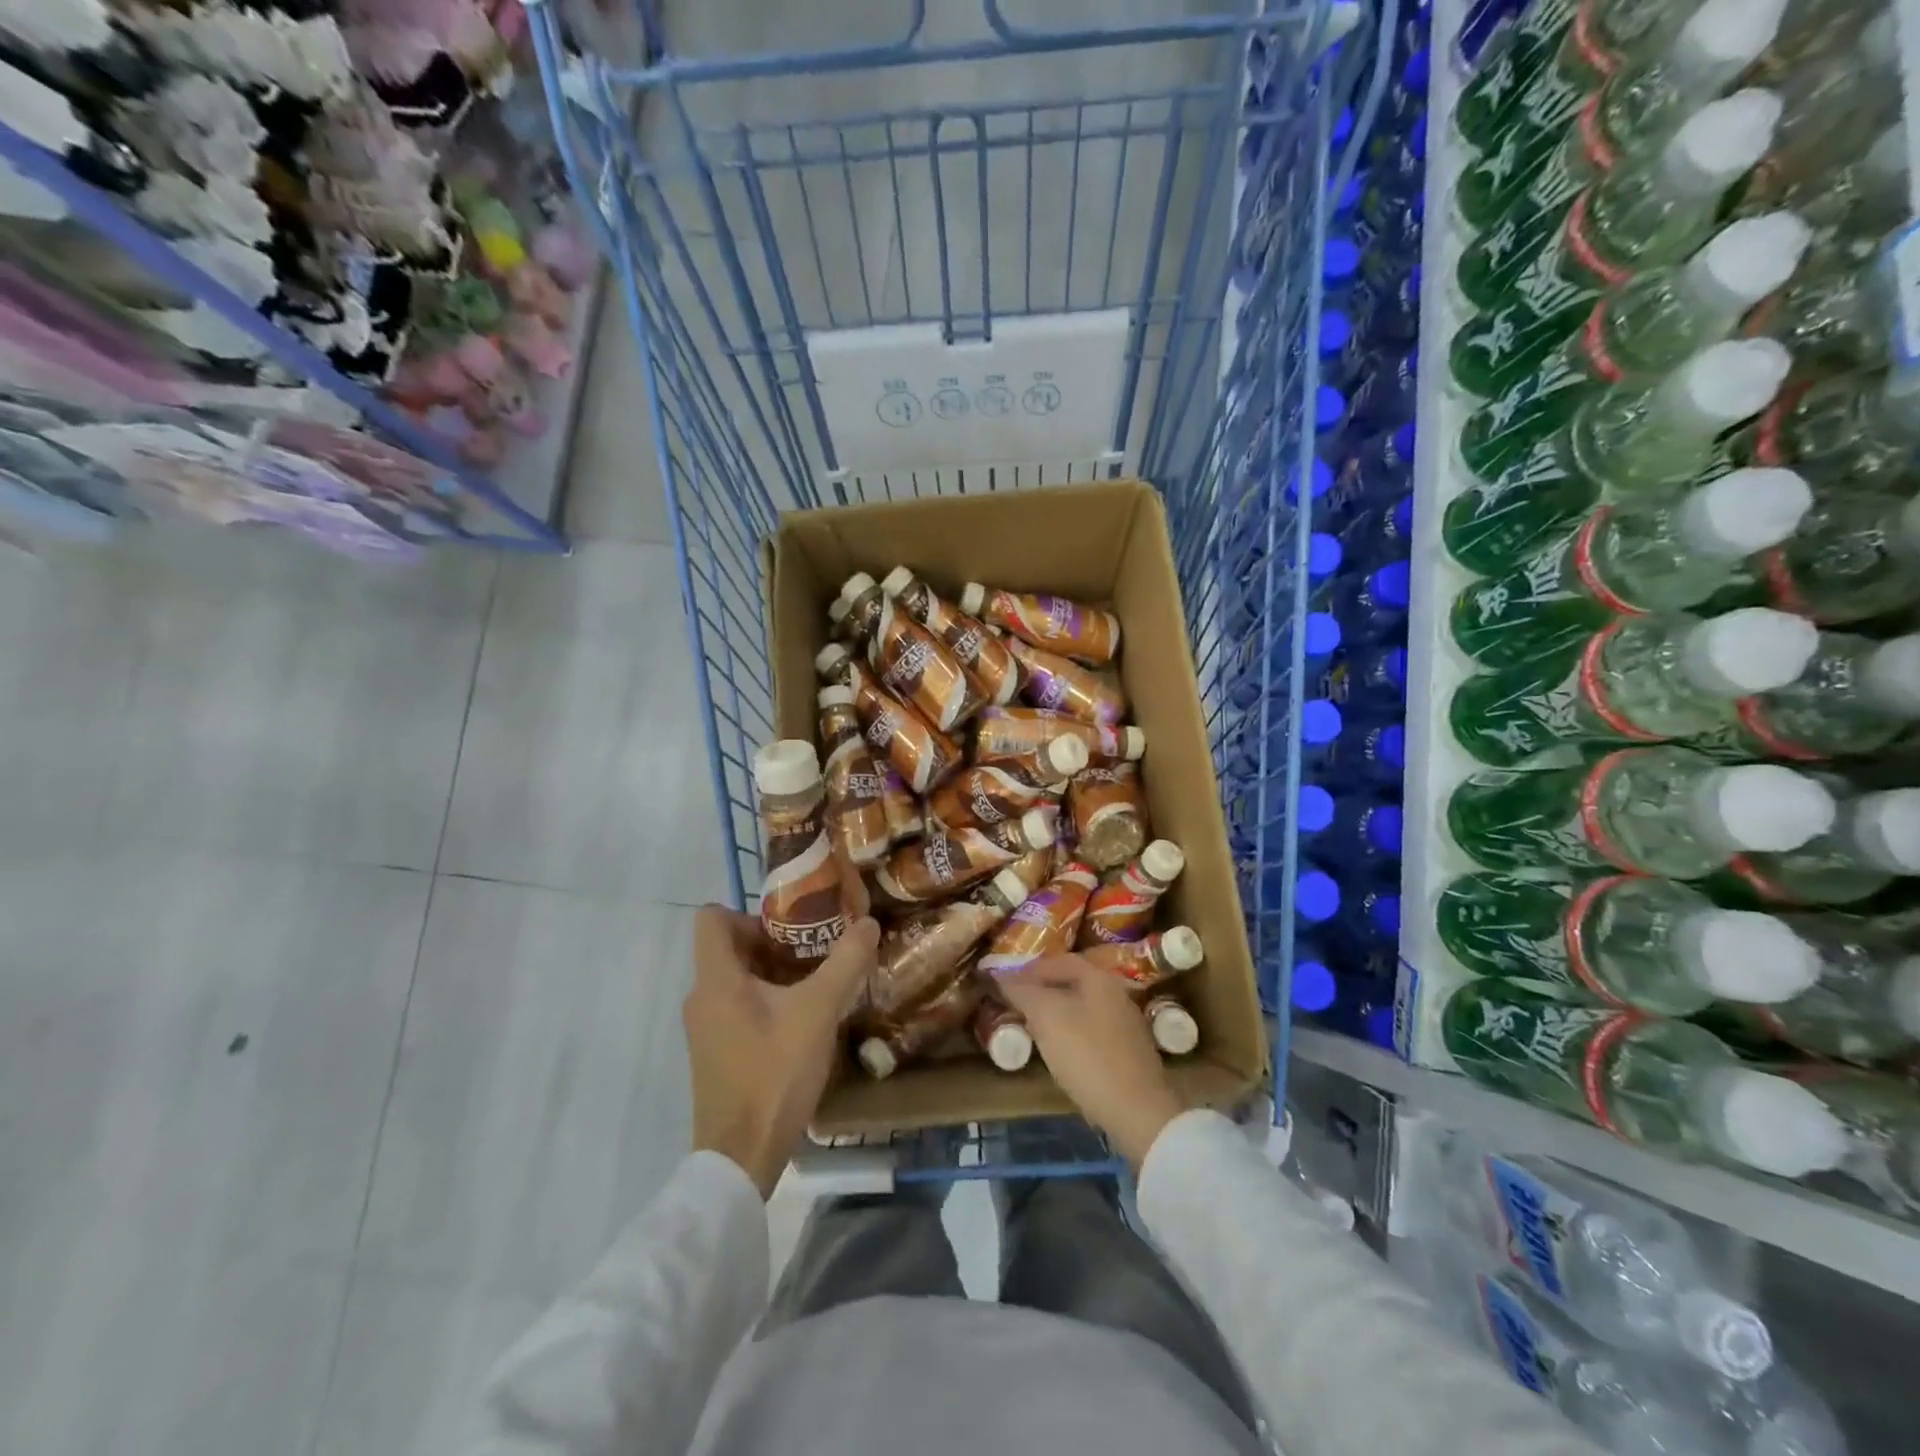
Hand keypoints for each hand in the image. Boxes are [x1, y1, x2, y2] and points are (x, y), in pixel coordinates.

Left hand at [684, 906, 880, 1197]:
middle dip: (773, 942)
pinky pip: (736, 1007)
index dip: (749, 912)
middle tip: (815, 950)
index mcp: (716, 979)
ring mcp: (705, 1028)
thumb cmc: (775, 1072)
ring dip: (773, 973)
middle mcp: (701, 997)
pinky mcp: (715, 1052)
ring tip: (816, 982)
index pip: (711, 918)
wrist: (742, 1156)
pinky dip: (765, 1001)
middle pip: (729, 947)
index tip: (789, 927)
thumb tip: (868, 922)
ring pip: (735, 979)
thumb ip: (845, 962)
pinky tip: (802, 1020)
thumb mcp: (819, 1011)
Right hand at [997, 954, 1187, 1169]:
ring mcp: (1126, 1025)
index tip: (1004, 982)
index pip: (1059, 961)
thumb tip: (1000, 975)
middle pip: (1072, 983)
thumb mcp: (1047, 1018)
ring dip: (1055, 1013)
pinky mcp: (1129, 1054)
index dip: (1029, 969)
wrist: (1137, 1111)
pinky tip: (1059, 1051)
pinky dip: (1071, 1033)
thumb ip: (1023, 992)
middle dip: (1041, 990)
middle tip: (1016, 1004)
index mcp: (1099, 979)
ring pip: (1082, 1008)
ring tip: (1031, 1027)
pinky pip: (1092, 1031)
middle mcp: (1117, 995)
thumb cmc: (1087, 1055)